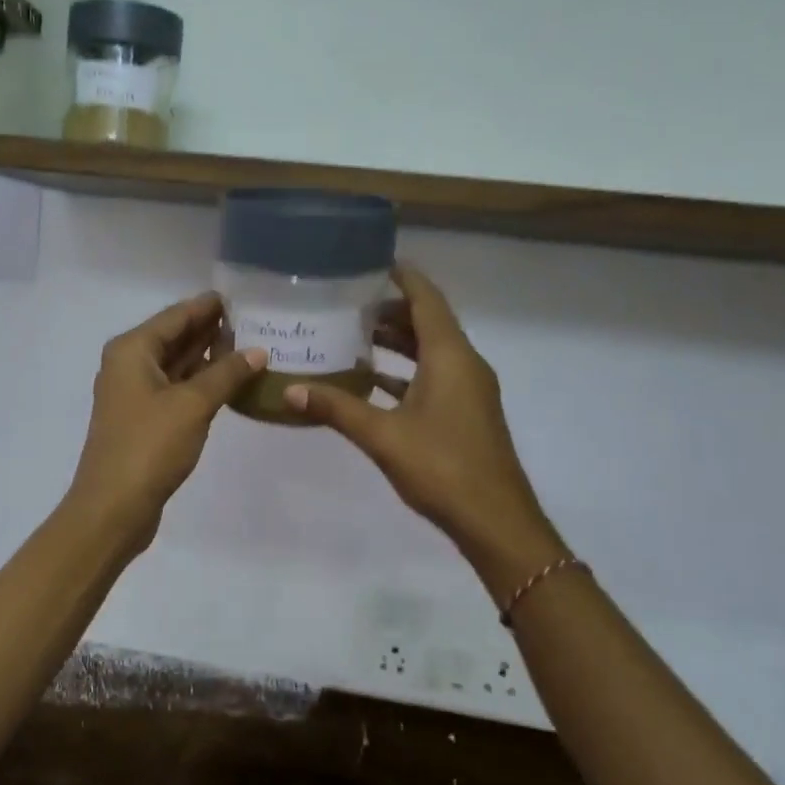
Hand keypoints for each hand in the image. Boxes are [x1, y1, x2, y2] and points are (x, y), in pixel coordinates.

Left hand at [66, 293, 266, 551]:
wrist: (113, 507)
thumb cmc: (149, 446)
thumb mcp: (193, 405)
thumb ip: (226, 373)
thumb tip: (258, 351)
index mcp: (132, 350)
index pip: (176, 316)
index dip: (208, 306)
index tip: (241, 295)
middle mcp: (128, 365)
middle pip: (174, 337)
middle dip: (210, 330)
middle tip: (254, 320)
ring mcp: (134, 394)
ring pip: (176, 365)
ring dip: (207, 357)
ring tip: (248, 346)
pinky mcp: (143, 420)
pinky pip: (175, 389)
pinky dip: (199, 383)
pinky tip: (228, 382)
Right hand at [284, 263, 564, 584]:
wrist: (494, 520)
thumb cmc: (442, 467)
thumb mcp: (382, 435)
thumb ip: (336, 408)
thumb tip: (289, 390)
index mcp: (451, 356)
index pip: (427, 300)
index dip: (403, 278)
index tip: (372, 264)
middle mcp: (465, 364)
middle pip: (428, 323)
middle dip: (391, 312)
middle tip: (348, 306)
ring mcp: (469, 390)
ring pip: (431, 351)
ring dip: (398, 343)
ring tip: (355, 337)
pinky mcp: (466, 413)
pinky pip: (434, 377)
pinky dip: (405, 372)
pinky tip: (373, 382)